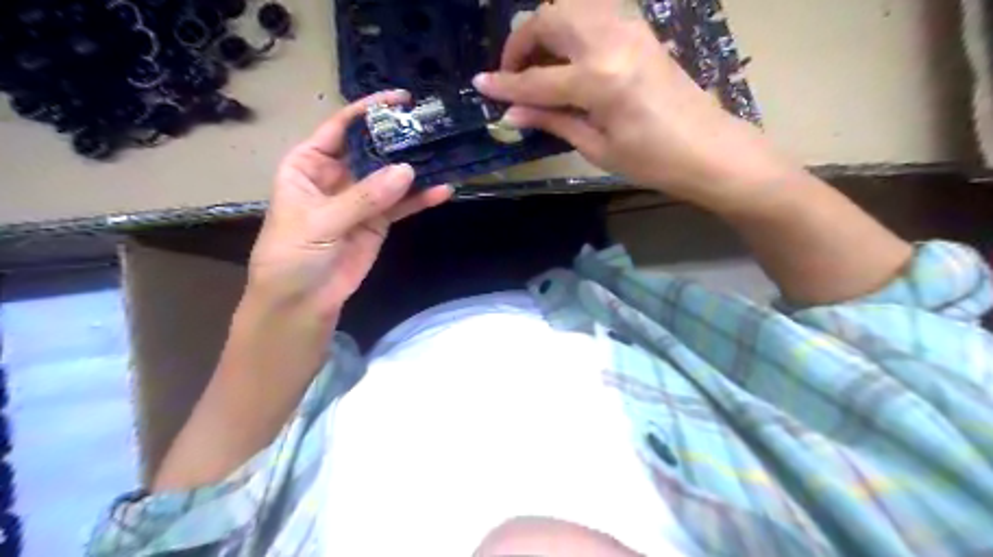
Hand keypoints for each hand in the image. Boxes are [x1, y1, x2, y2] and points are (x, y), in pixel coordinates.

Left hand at [247, 92, 452, 321]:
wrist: (303, 301)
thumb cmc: (292, 255)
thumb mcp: (320, 222)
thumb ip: (363, 197)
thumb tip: (407, 171)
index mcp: (309, 164)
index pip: (340, 128)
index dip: (368, 111)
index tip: (401, 99)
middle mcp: (337, 175)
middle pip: (372, 149)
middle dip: (399, 138)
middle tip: (431, 126)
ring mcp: (362, 199)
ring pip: (392, 177)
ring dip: (416, 168)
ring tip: (445, 153)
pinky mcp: (379, 221)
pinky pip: (403, 205)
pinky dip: (422, 199)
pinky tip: (443, 191)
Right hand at [472, 0, 792, 207]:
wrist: (709, 148)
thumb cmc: (652, 161)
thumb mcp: (597, 147)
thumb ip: (554, 121)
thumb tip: (512, 112)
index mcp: (599, 80)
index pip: (537, 78)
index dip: (505, 84)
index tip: (480, 84)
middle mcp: (612, 42)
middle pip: (550, 19)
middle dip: (521, 42)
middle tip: (512, 72)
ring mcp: (629, 29)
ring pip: (571, 6)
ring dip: (545, 27)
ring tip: (537, 62)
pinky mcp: (640, 29)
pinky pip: (594, 12)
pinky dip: (571, 24)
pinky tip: (567, 54)